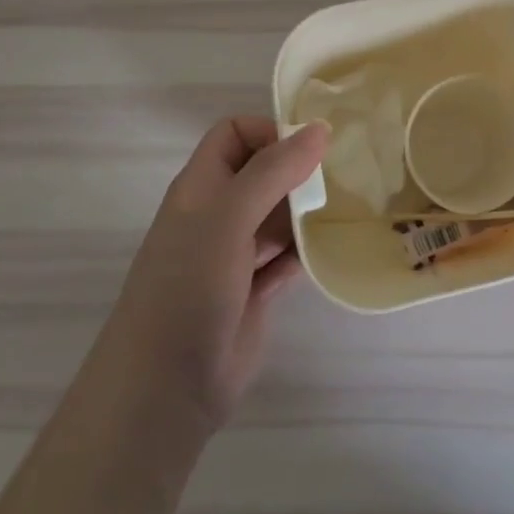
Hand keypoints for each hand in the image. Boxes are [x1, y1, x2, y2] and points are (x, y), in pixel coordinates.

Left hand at [114, 117, 327, 430]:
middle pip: (264, 172)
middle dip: (300, 170)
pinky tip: (332, 249)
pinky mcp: (256, 289)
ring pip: (280, 214)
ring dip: (309, 211)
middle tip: (341, 177)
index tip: (310, 149)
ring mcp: (237, 253)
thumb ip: (273, 171)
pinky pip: (290, 256)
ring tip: (348, 209)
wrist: (165, 386)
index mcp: (202, 187)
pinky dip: (308, 250)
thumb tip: (320, 128)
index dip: (270, 131)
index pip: (235, 134)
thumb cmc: (188, 286)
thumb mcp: (228, 217)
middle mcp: (219, 213)